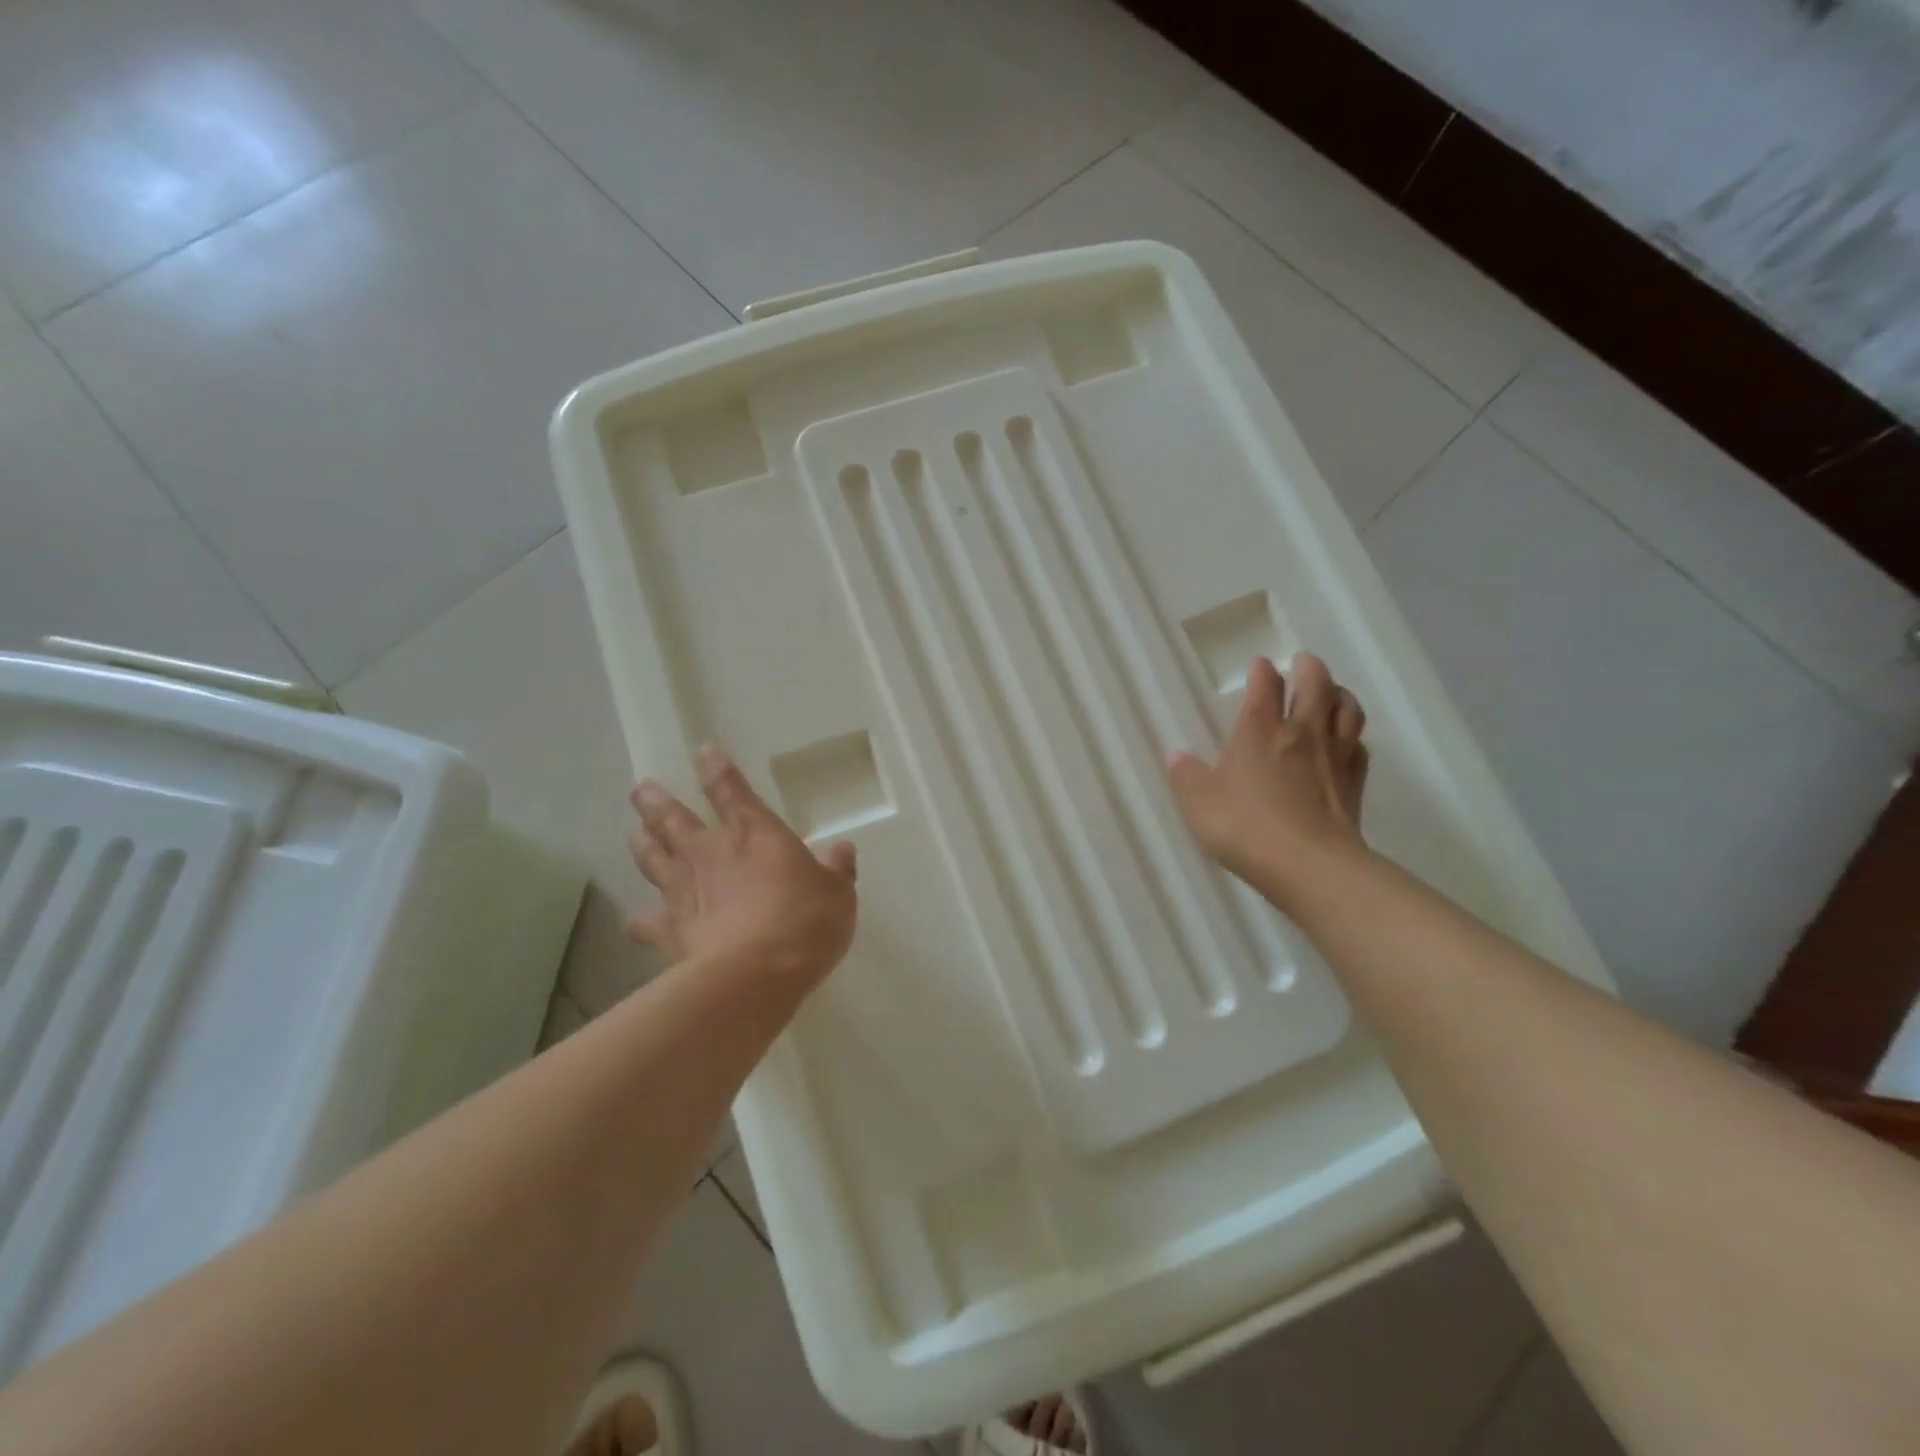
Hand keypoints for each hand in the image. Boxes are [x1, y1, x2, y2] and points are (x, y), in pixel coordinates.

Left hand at [627, 744, 857, 988]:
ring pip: (653, 859)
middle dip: (656, 802)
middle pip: (674, 819)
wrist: (755, 976)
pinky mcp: (670, 932)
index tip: (704, 752)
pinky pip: (648, 923)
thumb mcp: (838, 894)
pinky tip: (636, 921)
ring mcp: (683, 892)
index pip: (731, 790)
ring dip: (643, 844)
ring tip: (635, 833)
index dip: (717, 769)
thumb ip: (837, 870)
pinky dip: (642, 921)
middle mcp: (710, 853)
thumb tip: (842, 850)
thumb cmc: (804, 922)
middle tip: (640, 788)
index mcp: (754, 833)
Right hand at [1166, 653, 1370, 908]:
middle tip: (1304, 661)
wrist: (1309, 865)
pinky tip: (1347, 742)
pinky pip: (1359, 747)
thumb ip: (1186, 776)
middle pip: (1316, 686)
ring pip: (1346, 710)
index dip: (1262, 671)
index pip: (1265, 686)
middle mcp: (1300, 733)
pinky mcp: (1354, 784)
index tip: (1260, 664)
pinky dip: (1353, 736)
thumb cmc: (1244, 827)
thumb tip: (1174, 755)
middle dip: (1309, 668)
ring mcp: (1333, 757)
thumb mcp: (1198, 803)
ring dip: (1339, 694)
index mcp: (1259, 730)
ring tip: (1332, 692)